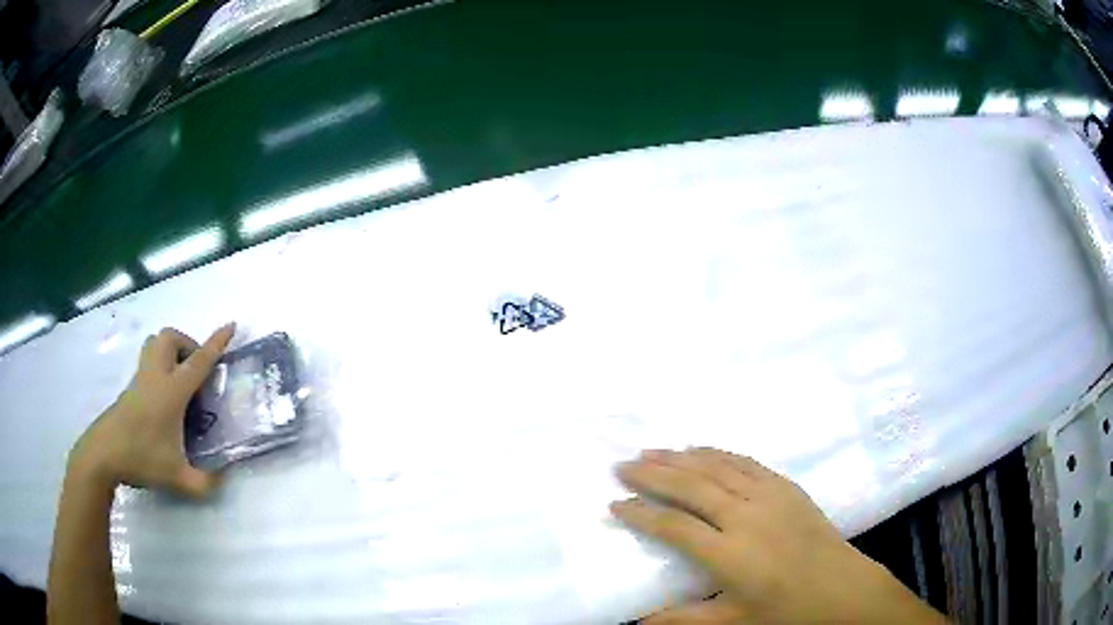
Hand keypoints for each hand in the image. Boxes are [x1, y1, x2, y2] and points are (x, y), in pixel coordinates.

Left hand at [67, 324, 235, 496]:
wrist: (104, 454)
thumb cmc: (141, 458)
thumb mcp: (178, 479)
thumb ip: (205, 482)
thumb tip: (224, 477)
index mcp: (171, 392)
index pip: (198, 361)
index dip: (216, 343)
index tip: (231, 325)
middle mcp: (155, 376)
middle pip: (169, 337)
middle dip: (187, 344)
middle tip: (196, 372)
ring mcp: (140, 379)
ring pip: (155, 343)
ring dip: (171, 351)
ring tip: (180, 380)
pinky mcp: (130, 388)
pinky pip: (148, 361)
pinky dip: (160, 366)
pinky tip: (164, 399)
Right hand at [611, 448, 945, 623]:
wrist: (842, 589)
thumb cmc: (786, 611)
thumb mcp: (733, 622)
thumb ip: (682, 620)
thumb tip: (637, 620)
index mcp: (730, 554)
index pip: (673, 526)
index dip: (640, 514)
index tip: (614, 504)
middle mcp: (746, 517)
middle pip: (691, 486)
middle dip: (653, 474)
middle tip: (622, 465)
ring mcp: (770, 496)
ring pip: (717, 467)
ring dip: (681, 457)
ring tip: (652, 451)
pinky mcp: (787, 487)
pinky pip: (746, 462)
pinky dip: (718, 453)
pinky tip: (701, 449)